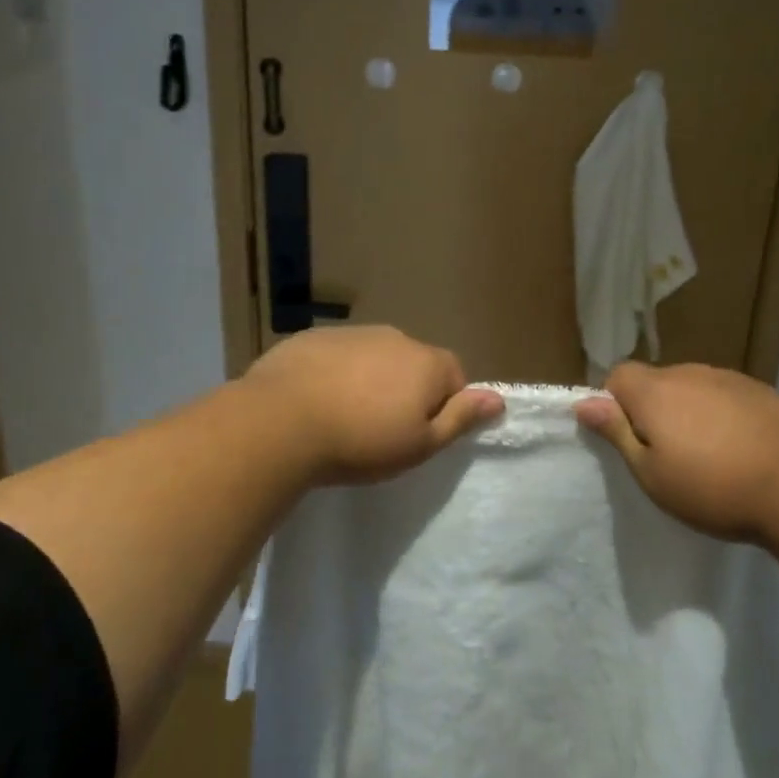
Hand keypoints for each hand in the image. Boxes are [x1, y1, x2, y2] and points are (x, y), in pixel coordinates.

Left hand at [239, 325, 502, 486]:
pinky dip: (334, 373)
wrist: (280, 422)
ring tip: (344, 417)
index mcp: (426, 362)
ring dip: (369, 380)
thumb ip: (460, 418)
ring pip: (374, 357)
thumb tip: (497, 399)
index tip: (419, 433)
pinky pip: (336, 355)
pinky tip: (314, 402)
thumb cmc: (361, 441)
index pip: (455, 376)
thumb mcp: (419, 444)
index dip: (444, 405)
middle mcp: (394, 337)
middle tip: (381, 430)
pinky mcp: (312, 337)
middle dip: (405, 390)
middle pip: (413, 363)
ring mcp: (351, 333)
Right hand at [575, 362, 778, 540]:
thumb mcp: (652, 474)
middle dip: (653, 410)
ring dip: (691, 412)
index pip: (617, 376)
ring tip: (709, 456)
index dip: (614, 403)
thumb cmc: (713, 488)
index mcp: (655, 391)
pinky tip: (742, 449)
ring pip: (694, 389)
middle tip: (667, 455)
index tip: (628, 438)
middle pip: (656, 382)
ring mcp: (730, 379)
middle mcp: (689, 373)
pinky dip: (724, 415)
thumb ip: (617, 433)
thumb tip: (584, 402)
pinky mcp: (763, 391)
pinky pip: (727, 397)